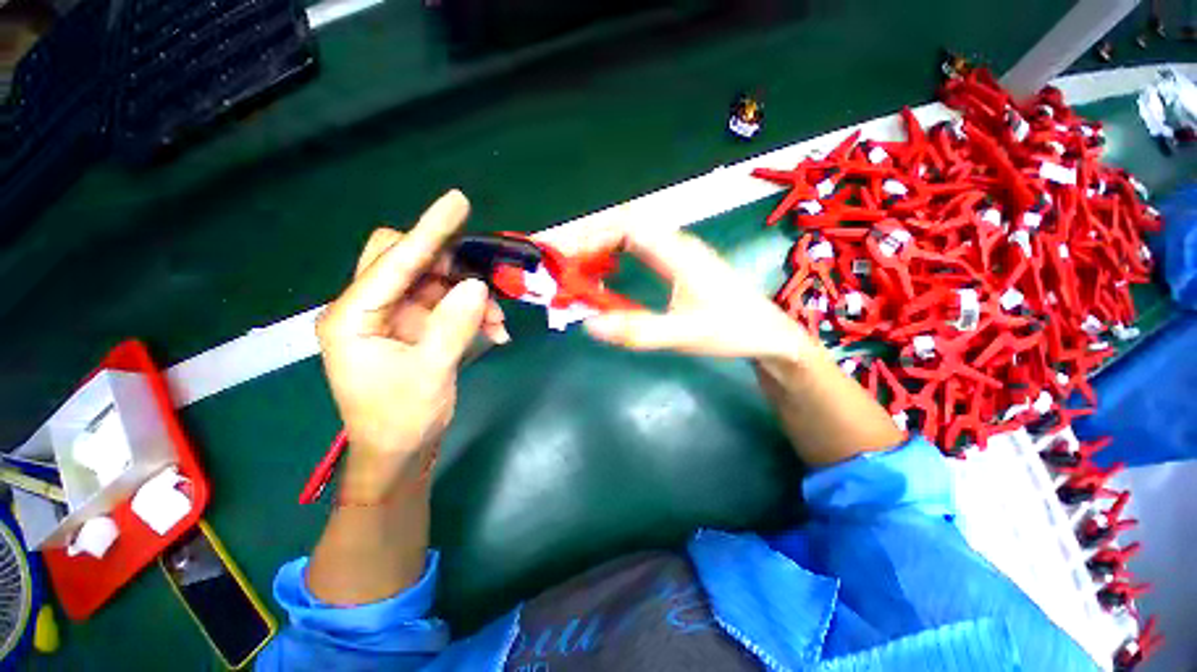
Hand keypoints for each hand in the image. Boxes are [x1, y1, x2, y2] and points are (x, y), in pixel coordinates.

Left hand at [316, 190, 503, 501]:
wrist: (399, 452)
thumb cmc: (402, 419)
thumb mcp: (430, 374)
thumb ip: (453, 326)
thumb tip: (476, 285)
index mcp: (353, 317)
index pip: (394, 263)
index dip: (429, 232)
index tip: (458, 203)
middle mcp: (368, 308)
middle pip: (407, 261)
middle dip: (448, 267)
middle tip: (482, 281)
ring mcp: (391, 316)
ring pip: (434, 282)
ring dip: (469, 295)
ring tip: (496, 321)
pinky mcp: (412, 326)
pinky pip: (446, 303)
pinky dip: (471, 311)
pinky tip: (494, 330)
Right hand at [582, 227, 903, 464]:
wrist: (769, 333)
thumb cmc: (733, 331)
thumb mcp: (685, 335)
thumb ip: (639, 331)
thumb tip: (590, 325)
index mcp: (678, 252)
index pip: (626, 226)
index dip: (591, 235)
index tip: (564, 256)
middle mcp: (675, 243)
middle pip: (623, 224)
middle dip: (587, 239)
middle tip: (560, 262)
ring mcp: (677, 251)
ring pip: (629, 235)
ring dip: (599, 247)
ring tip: (575, 268)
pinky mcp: (677, 263)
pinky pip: (637, 249)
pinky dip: (614, 257)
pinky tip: (606, 274)